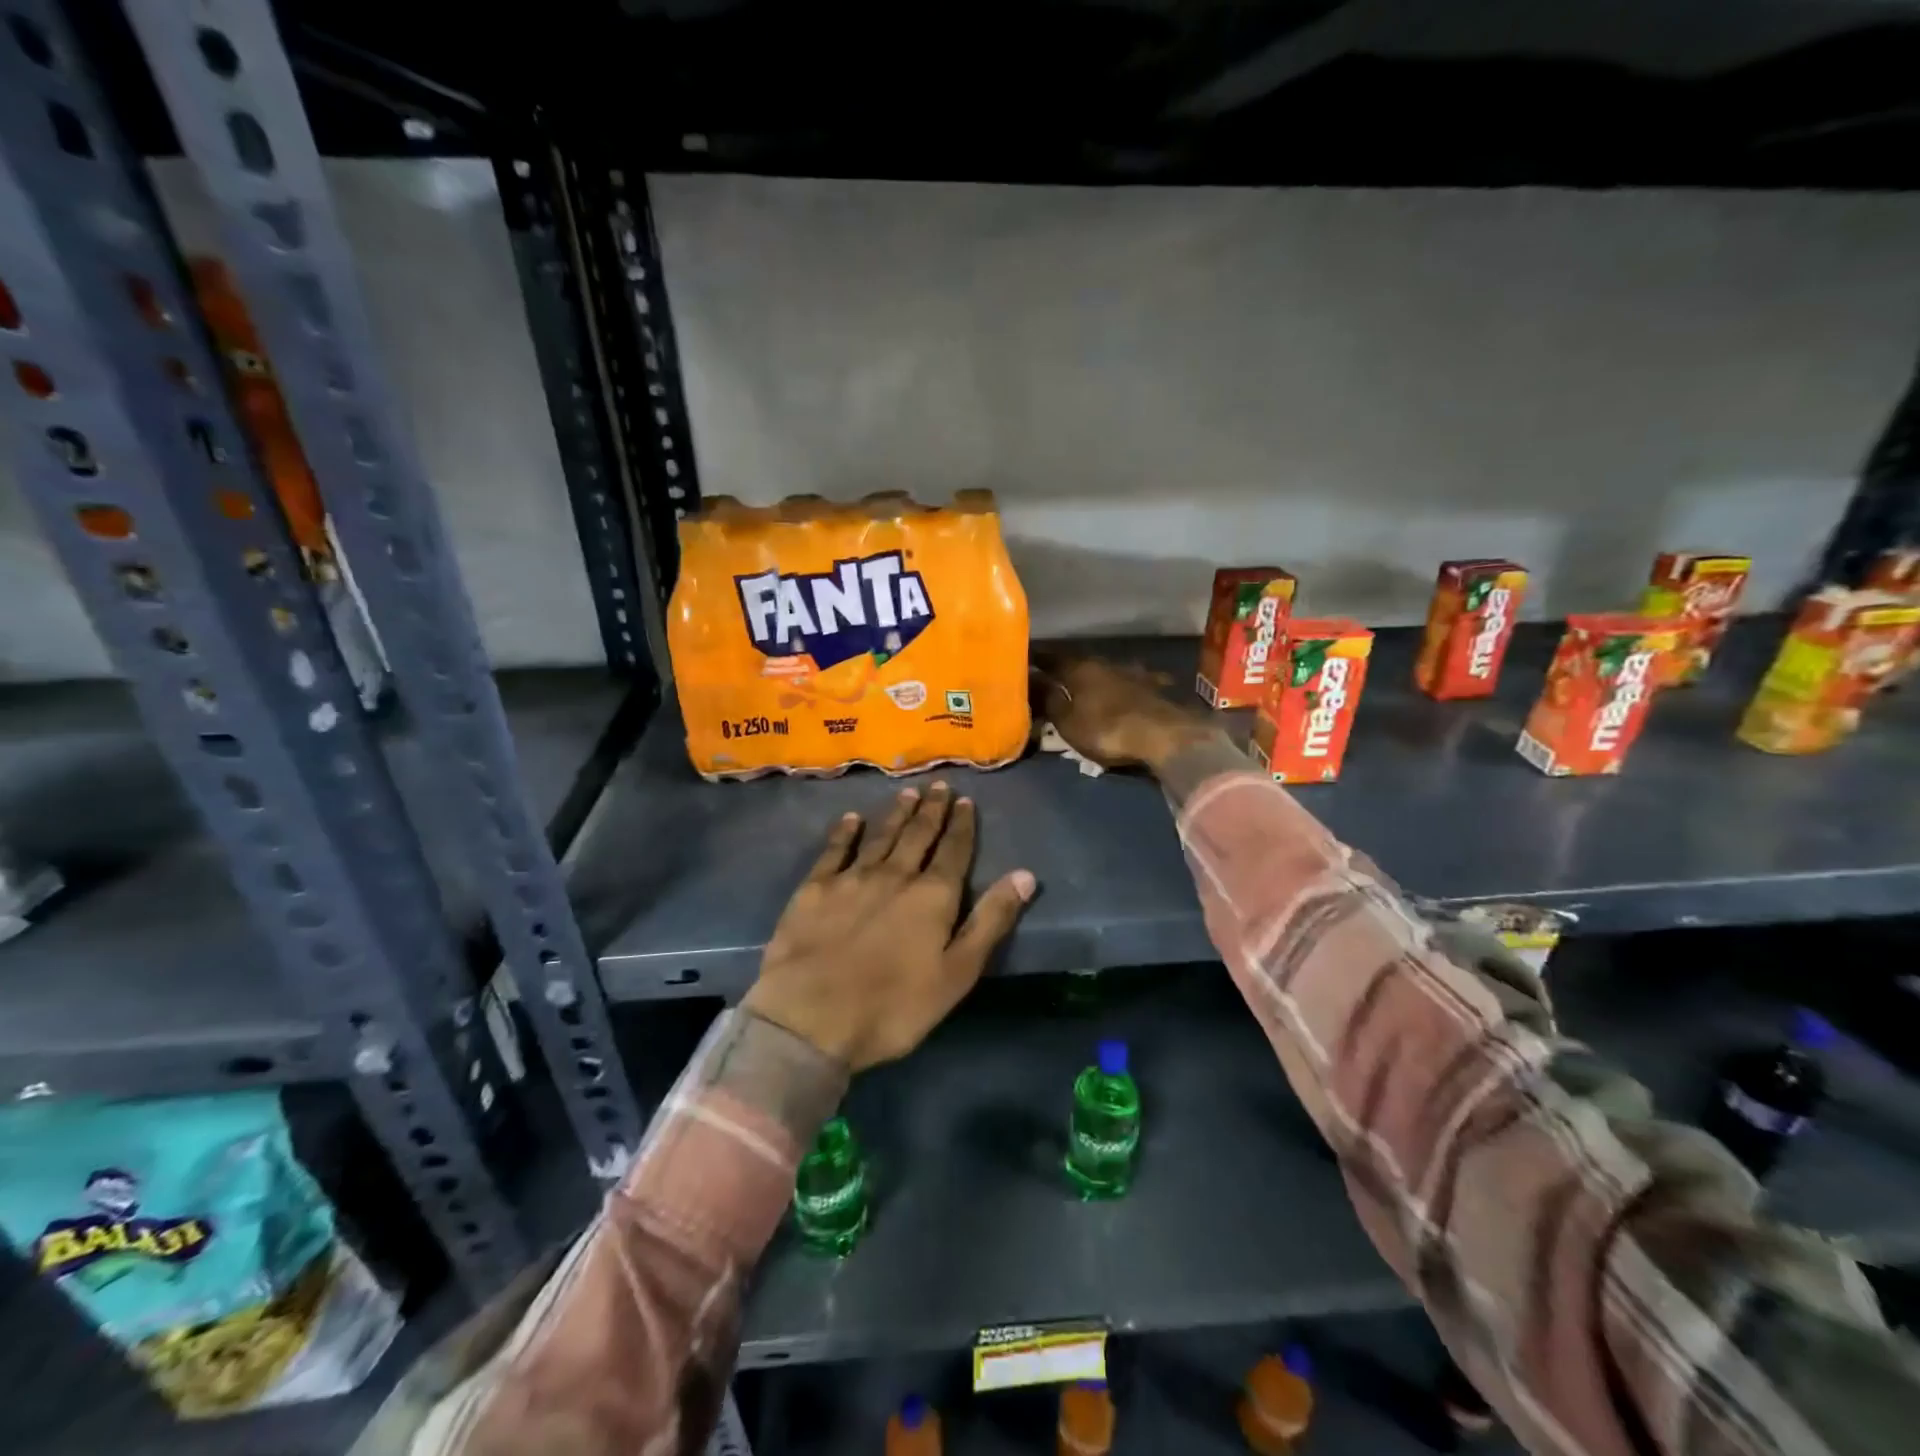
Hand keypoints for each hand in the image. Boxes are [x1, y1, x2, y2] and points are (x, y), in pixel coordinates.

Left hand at [744, 782, 1035, 1070]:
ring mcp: (852, 878)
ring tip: (908, 793)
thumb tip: (1025, 875)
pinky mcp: (814, 889)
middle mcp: (895, 875)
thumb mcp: (957, 974)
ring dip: (897, 814)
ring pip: (881, 836)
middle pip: (918, 835)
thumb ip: (990, 921)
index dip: (962, 825)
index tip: (965, 801)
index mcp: (932, 896)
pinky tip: (851, 819)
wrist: (810, 1018)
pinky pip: (834, 850)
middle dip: (932, 810)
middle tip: (939, 786)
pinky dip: (845, 832)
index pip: (954, 851)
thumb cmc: (893, 1007)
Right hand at [1034, 654, 1222, 774]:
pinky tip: (1122, 690)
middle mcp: (1104, 663)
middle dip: (1063, 668)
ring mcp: (1131, 673)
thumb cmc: (1106, 729)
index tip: (1022, 659)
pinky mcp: (1151, 687)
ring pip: (1103, 670)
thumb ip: (1048, 700)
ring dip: (1092, 677)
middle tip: (1049, 676)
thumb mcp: (1067, 721)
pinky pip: (1128, 682)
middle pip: (1077, 662)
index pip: (1049, 656)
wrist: (1164, 735)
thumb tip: (1031, 681)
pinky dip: (1119, 686)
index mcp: (1078, 668)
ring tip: (1082, 686)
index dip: (1035, 658)